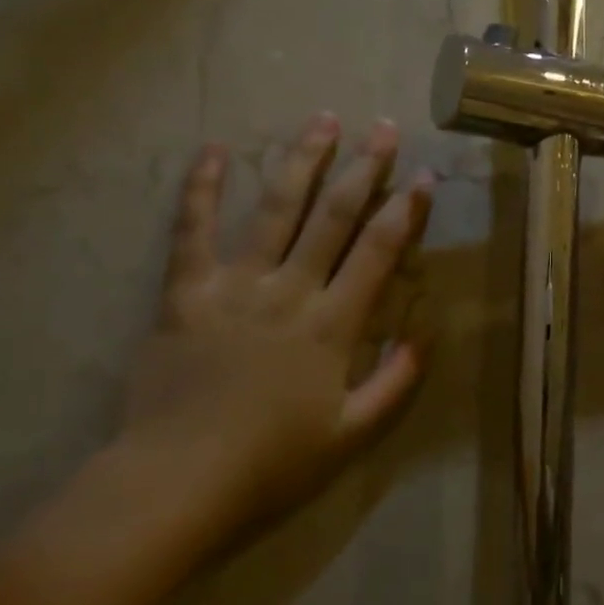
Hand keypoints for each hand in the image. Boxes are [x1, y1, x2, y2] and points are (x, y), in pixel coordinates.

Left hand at [117, 115, 432, 540]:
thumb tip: (427, 333)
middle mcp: (290, 291)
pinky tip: (213, 151)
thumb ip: (396, 382)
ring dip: (302, 162)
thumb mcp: (351, 433)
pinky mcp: (186, 292)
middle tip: (383, 128)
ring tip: (322, 120)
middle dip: (364, 168)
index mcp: (332, 324)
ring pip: (275, 209)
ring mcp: (235, 285)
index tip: (423, 176)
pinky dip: (202, 189)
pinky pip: (192, 231)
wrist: (176, 483)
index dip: (405, 210)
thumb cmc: (271, 462)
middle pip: (334, 216)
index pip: (379, 251)